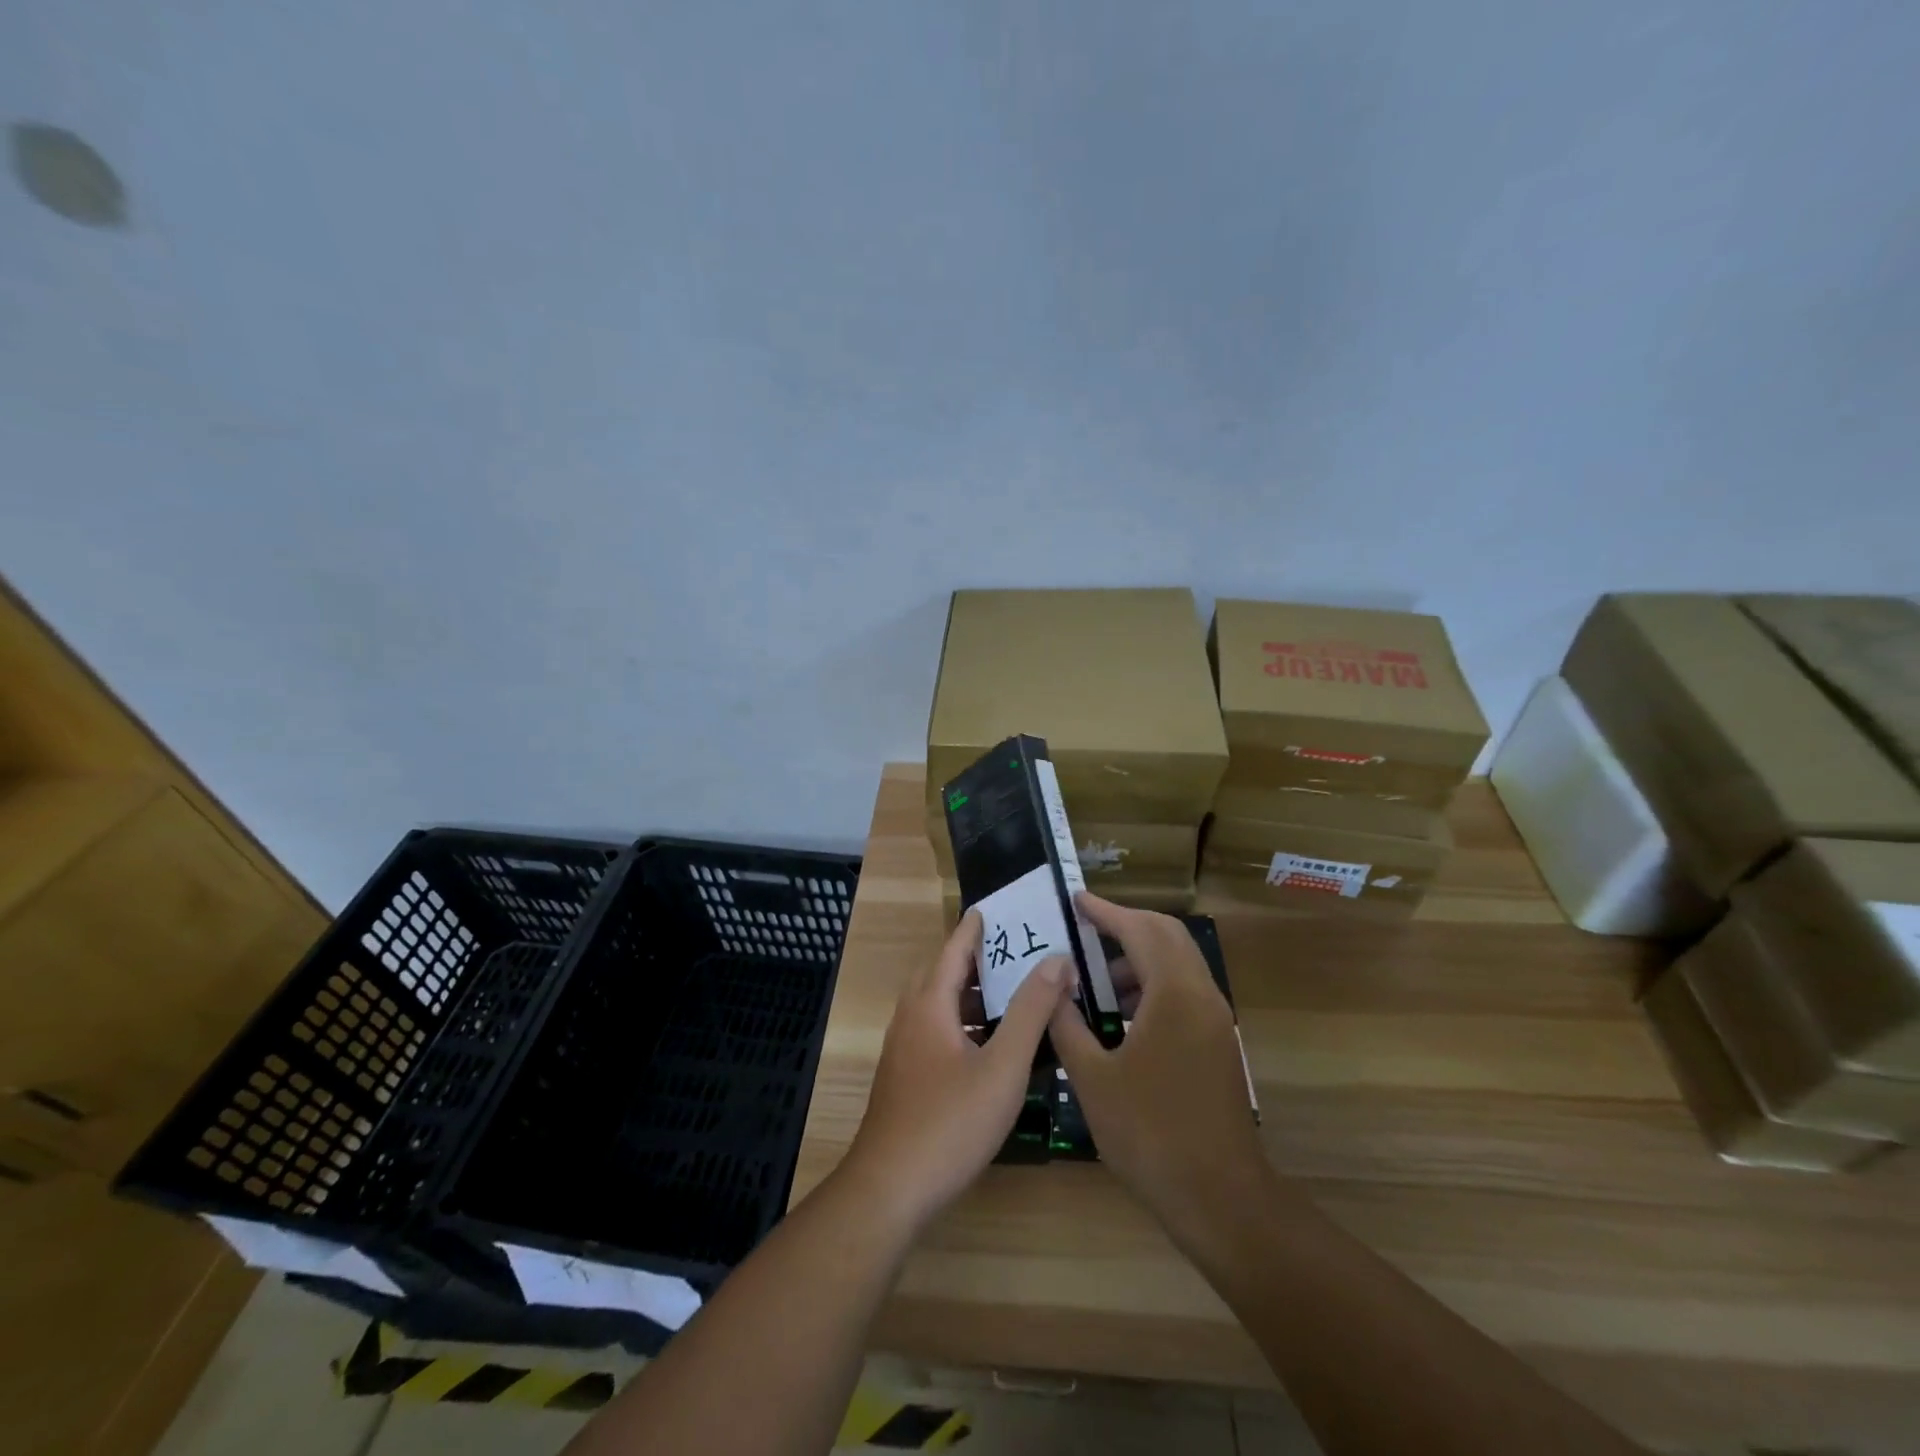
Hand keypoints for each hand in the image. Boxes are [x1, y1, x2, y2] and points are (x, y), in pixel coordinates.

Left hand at [841, 910, 1067, 1231]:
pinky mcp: (906, 1077)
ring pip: (940, 1005)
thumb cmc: (950, 1123)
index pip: (954, 948)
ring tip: (1013, 994)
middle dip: (977, 958)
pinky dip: (965, 1023)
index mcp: (930, 1004)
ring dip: (973, 994)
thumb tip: (1056, 960)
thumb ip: (1031, 1011)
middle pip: (944, 973)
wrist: (889, 1190)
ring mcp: (904, 1049)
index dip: (976, 927)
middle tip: (1016, 951)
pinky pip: (938, 1031)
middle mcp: (911, 1017)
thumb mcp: (1002, 1067)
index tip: (999, 908)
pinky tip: (993, 1045)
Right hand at [1048, 894, 1272, 1246]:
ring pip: (1178, 964)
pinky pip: (1184, 992)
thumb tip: (1052, 987)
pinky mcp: (1217, 1044)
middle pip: (1167, 936)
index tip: (1076, 899)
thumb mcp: (1093, 1078)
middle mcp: (1201, 995)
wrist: (1220, 1198)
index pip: (1139, 931)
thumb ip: (1067, 1024)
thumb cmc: (1150, 1134)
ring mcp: (1215, 1020)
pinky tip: (1121, 1016)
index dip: (1105, 912)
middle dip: (1125, 926)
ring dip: (1139, 959)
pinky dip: (1153, 986)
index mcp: (1173, 994)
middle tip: (1085, 929)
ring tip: (1095, 981)